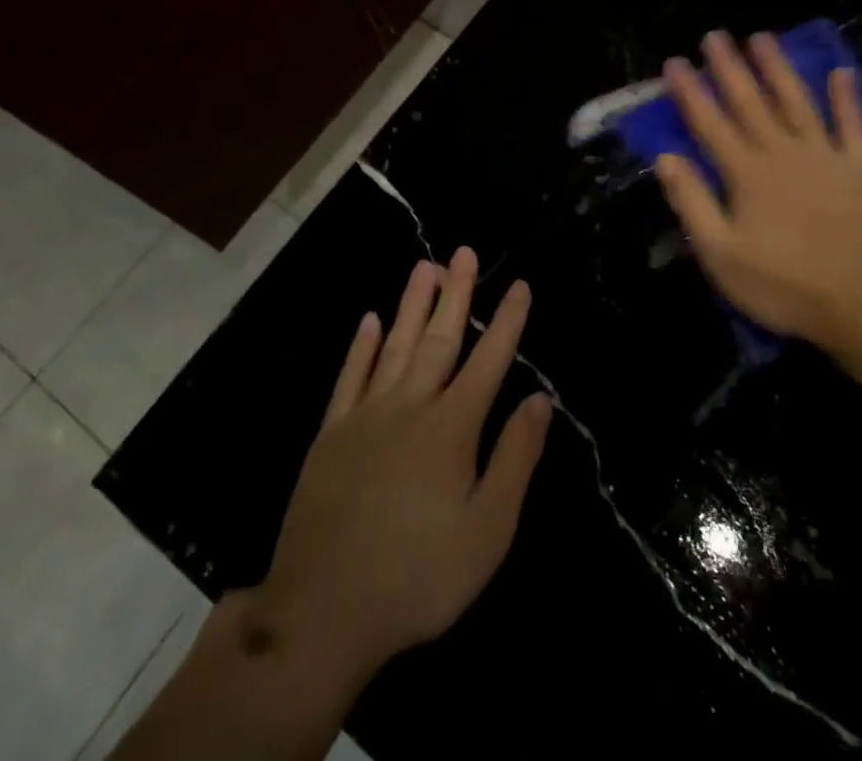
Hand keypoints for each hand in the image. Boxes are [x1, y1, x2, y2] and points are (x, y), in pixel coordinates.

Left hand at [234, 252, 551, 687]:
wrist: (322, 610)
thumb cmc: (418, 575)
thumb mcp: (487, 530)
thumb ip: (515, 458)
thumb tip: (540, 399)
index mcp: (452, 427)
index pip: (488, 361)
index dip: (506, 321)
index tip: (519, 284)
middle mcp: (411, 405)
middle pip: (440, 338)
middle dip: (456, 293)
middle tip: (463, 252)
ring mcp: (366, 415)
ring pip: (395, 345)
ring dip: (411, 304)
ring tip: (424, 266)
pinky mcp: (331, 434)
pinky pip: (350, 377)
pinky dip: (361, 346)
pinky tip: (369, 320)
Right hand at [653, 30, 861, 357]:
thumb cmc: (784, 285)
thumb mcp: (722, 255)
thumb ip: (693, 203)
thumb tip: (665, 158)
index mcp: (746, 173)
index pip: (709, 123)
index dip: (690, 92)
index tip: (675, 62)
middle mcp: (782, 153)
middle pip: (750, 102)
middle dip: (729, 67)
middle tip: (714, 35)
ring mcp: (824, 156)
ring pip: (796, 102)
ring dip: (778, 68)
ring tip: (762, 37)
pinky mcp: (859, 169)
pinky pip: (852, 126)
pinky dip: (847, 99)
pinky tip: (842, 73)